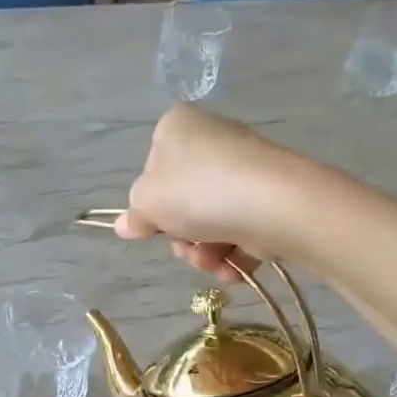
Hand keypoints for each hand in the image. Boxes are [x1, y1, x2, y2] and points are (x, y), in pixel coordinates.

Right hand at [114, 105, 305, 282]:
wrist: (271, 204)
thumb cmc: (196, 192)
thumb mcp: (148, 203)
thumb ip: (135, 214)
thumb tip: (125, 224)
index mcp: (177, 128)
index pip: (152, 169)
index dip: (152, 205)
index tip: (155, 226)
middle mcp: (213, 140)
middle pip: (184, 201)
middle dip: (183, 237)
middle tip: (188, 247)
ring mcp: (245, 169)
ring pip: (212, 222)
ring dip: (206, 252)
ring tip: (214, 261)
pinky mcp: (271, 196)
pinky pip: (242, 231)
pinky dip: (234, 255)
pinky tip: (234, 269)